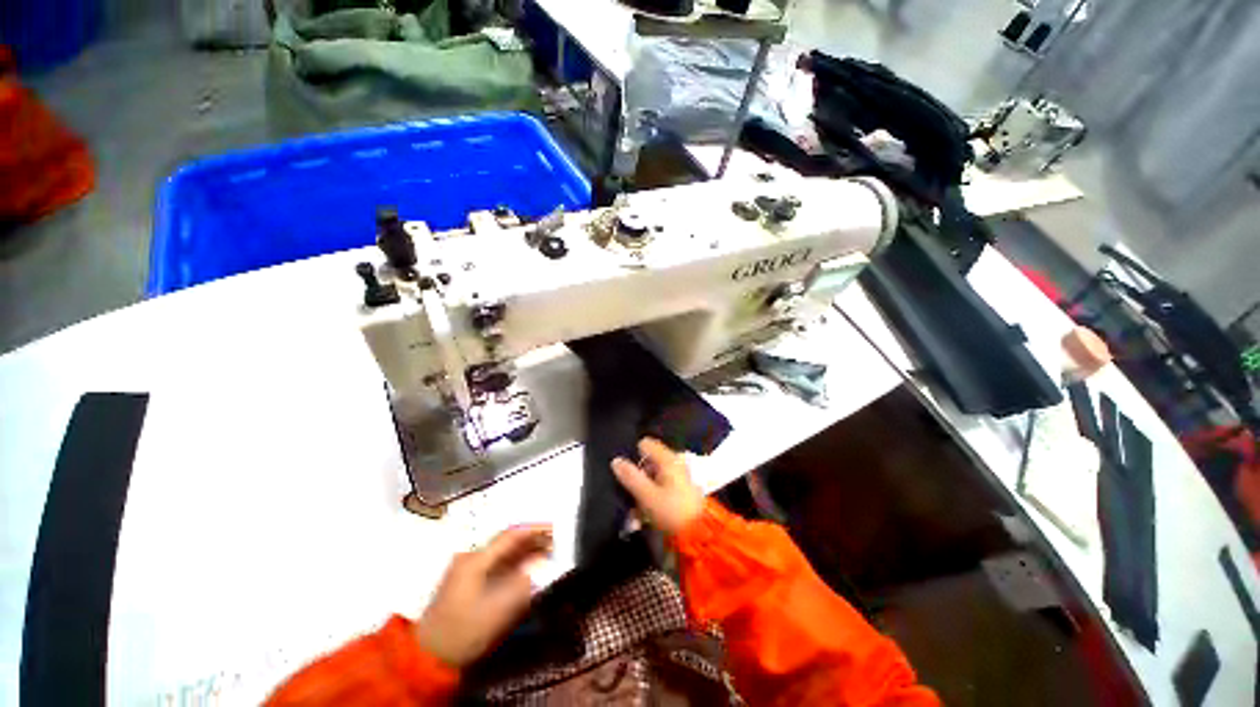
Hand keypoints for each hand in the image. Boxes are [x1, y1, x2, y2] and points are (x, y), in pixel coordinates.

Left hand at [414, 525, 552, 667]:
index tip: (553, 528)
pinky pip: (495, 565)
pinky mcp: (466, 581)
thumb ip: (521, 586)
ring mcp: (466, 569)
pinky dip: (513, 564)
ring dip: (523, 552)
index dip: (533, 530)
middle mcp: (470, 558)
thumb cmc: (464, 631)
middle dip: (531, 541)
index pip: (510, 536)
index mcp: (476, 560)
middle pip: (506, 542)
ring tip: (544, 553)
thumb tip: (539, 567)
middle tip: (553, 542)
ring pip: (501, 553)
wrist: (428, 655)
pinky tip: (525, 568)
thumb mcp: (497, 611)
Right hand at [611, 437, 704, 535]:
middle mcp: (675, 464)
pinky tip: (645, 517)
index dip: (633, 455)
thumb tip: (616, 460)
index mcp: (668, 459)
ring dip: (643, 492)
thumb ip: (630, 477)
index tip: (625, 473)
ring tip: (635, 513)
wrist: (700, 535)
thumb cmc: (671, 511)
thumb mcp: (647, 495)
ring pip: (654, 478)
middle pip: (649, 463)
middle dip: (637, 477)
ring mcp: (680, 478)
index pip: (646, 445)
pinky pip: (661, 489)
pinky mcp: (682, 492)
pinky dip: (652, 499)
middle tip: (628, 495)